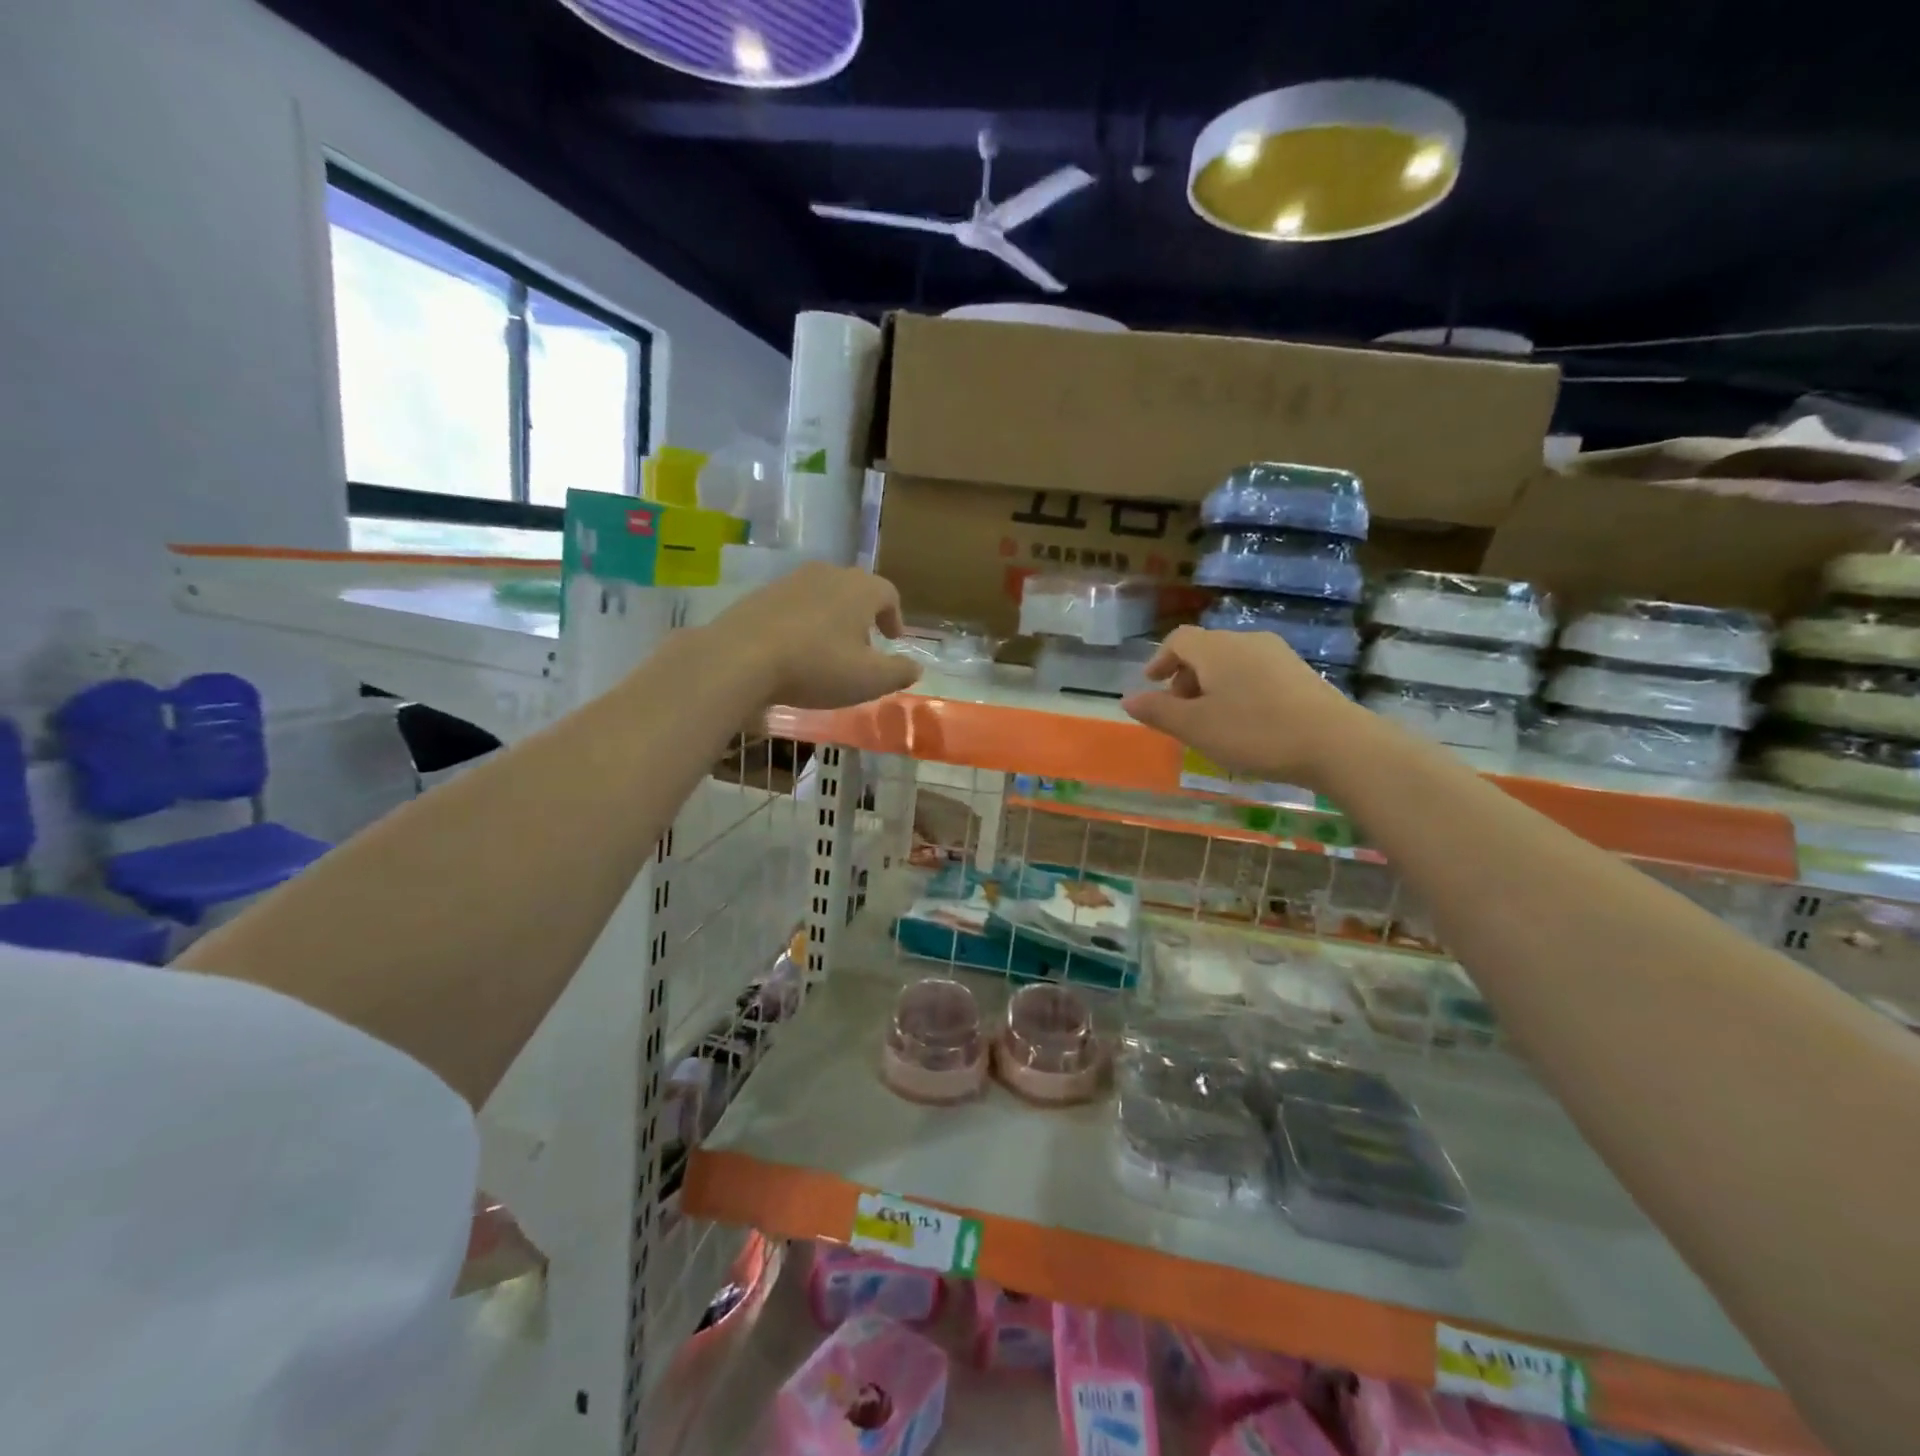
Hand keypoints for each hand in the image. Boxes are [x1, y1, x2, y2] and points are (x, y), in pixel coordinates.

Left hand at [708, 562, 922, 708]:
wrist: (740, 658)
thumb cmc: (816, 666)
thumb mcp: (869, 679)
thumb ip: (899, 672)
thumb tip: (916, 668)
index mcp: (860, 589)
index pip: (888, 593)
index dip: (894, 617)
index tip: (893, 639)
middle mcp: (827, 574)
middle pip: (854, 590)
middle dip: (863, 617)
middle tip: (863, 647)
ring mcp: (790, 581)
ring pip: (822, 596)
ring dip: (831, 619)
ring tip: (828, 651)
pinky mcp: (760, 595)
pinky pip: (793, 606)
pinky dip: (802, 623)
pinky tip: (794, 651)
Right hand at [1121, 626, 1365, 786]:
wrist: (1336, 743)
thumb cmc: (1255, 732)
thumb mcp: (1196, 728)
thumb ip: (1159, 712)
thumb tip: (1128, 699)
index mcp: (1216, 648)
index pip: (1179, 639)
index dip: (1160, 659)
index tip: (1152, 684)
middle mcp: (1247, 641)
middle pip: (1206, 649)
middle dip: (1186, 676)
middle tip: (1180, 710)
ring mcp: (1279, 655)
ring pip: (1232, 662)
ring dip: (1212, 685)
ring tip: (1211, 720)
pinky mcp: (1301, 673)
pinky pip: (1255, 673)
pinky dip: (1238, 689)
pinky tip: (1246, 722)